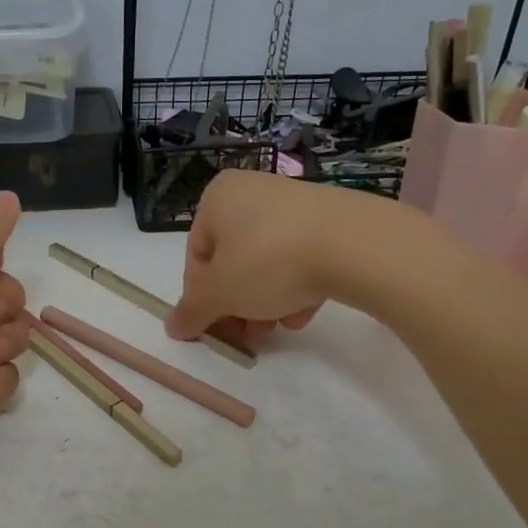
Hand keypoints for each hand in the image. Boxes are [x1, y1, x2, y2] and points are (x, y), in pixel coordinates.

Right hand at [164, 171, 371, 343]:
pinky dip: (298, 287)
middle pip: (233, 261)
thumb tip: (172, 327)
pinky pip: (302, 258)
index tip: (213, 327)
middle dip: (238, 304)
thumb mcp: (220, 293)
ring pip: (267, 263)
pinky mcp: (332, 220)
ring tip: (278, 329)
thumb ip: (192, 311)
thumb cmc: (268, 261)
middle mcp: (253, 192)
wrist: (355, 244)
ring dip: (266, 302)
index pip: (196, 255)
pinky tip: (305, 312)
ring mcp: (295, 203)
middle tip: (246, 336)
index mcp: (218, 198)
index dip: (201, 297)